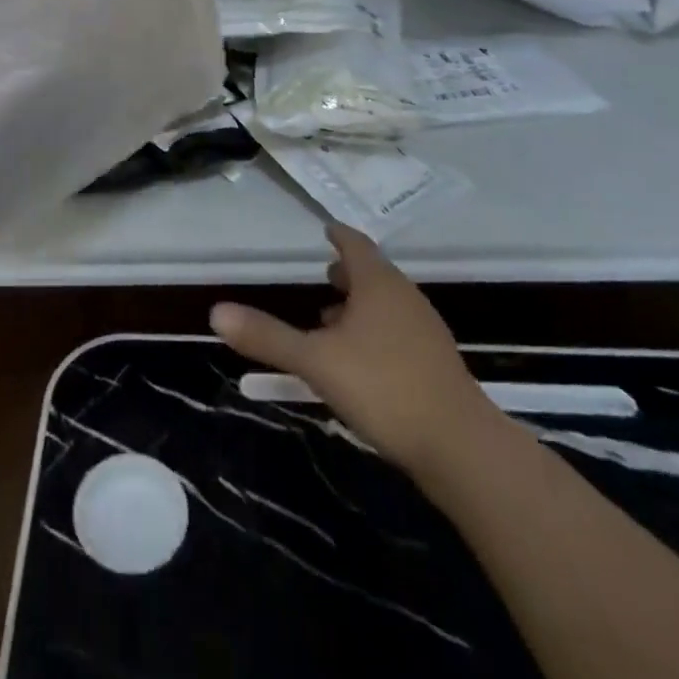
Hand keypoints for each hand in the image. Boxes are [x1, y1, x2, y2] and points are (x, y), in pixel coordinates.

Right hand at [212, 224, 500, 475]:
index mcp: (378, 285)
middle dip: (348, 272)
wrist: (462, 449)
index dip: (339, 235)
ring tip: (331, 319)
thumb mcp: (316, 361)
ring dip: (360, 306)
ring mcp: (425, 332)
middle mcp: (405, 298)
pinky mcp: (436, 366)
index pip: (356, 245)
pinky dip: (375, 332)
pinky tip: (359, 360)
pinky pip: (398, 332)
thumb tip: (216, 311)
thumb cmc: (384, 388)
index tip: (326, 229)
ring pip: (387, 306)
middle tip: (324, 274)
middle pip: (373, 274)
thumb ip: (268, 336)